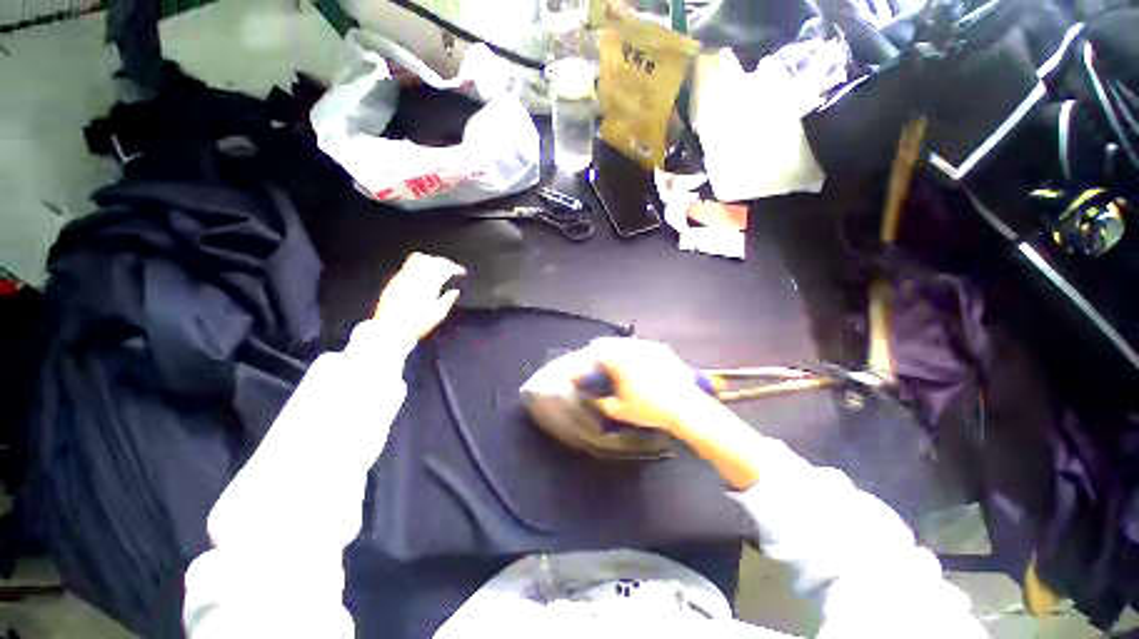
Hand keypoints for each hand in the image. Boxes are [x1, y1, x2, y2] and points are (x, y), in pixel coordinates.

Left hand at [373, 253, 465, 342]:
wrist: (390, 329)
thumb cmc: (417, 324)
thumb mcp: (438, 315)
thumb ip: (448, 300)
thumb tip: (455, 291)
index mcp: (430, 285)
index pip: (445, 268)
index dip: (455, 267)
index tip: (461, 271)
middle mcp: (416, 277)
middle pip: (434, 261)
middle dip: (446, 262)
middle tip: (452, 268)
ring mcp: (404, 276)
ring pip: (420, 258)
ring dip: (432, 260)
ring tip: (438, 266)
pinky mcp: (394, 279)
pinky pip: (408, 264)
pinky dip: (419, 263)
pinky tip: (422, 270)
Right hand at [587, 338, 707, 432]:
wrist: (685, 406)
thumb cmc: (648, 409)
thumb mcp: (618, 410)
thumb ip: (600, 401)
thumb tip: (594, 396)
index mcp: (617, 358)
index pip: (596, 351)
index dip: (590, 361)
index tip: (590, 370)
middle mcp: (631, 346)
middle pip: (610, 344)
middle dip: (604, 353)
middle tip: (603, 367)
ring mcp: (648, 344)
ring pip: (626, 343)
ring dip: (620, 352)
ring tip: (622, 366)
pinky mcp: (662, 348)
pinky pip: (642, 346)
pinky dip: (636, 353)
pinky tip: (641, 366)